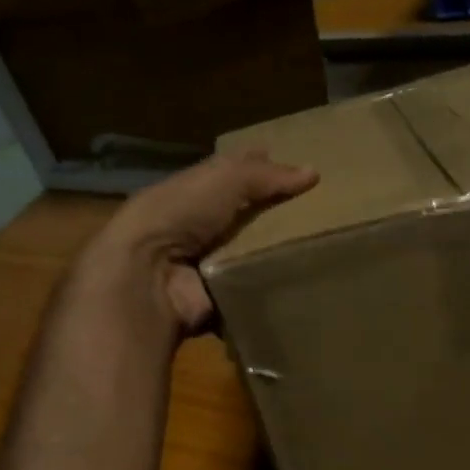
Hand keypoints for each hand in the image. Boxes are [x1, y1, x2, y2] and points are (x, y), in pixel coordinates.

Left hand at [78, 150, 317, 335]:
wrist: (147, 274)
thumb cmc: (180, 214)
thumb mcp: (224, 180)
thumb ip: (266, 176)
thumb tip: (313, 172)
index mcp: (194, 191)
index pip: (232, 175)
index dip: (259, 169)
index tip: (294, 170)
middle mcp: (198, 227)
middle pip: (245, 219)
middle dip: (275, 218)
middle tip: (320, 218)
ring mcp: (206, 266)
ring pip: (250, 258)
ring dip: (277, 258)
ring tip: (322, 258)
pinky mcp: (215, 300)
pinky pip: (250, 295)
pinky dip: (270, 295)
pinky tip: (303, 291)